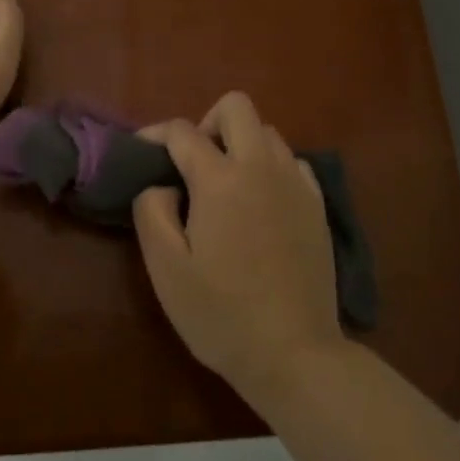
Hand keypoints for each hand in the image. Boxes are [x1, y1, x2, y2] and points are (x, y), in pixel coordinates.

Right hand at [132, 92, 343, 396]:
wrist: (294, 353)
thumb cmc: (220, 314)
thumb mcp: (166, 268)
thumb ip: (152, 211)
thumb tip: (162, 184)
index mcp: (221, 180)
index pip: (182, 131)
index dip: (154, 134)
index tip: (141, 153)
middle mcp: (262, 168)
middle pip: (236, 107)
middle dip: (206, 122)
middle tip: (191, 165)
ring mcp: (297, 185)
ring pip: (268, 132)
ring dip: (240, 144)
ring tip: (224, 186)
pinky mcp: (318, 206)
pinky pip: (292, 163)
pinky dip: (270, 167)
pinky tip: (260, 204)